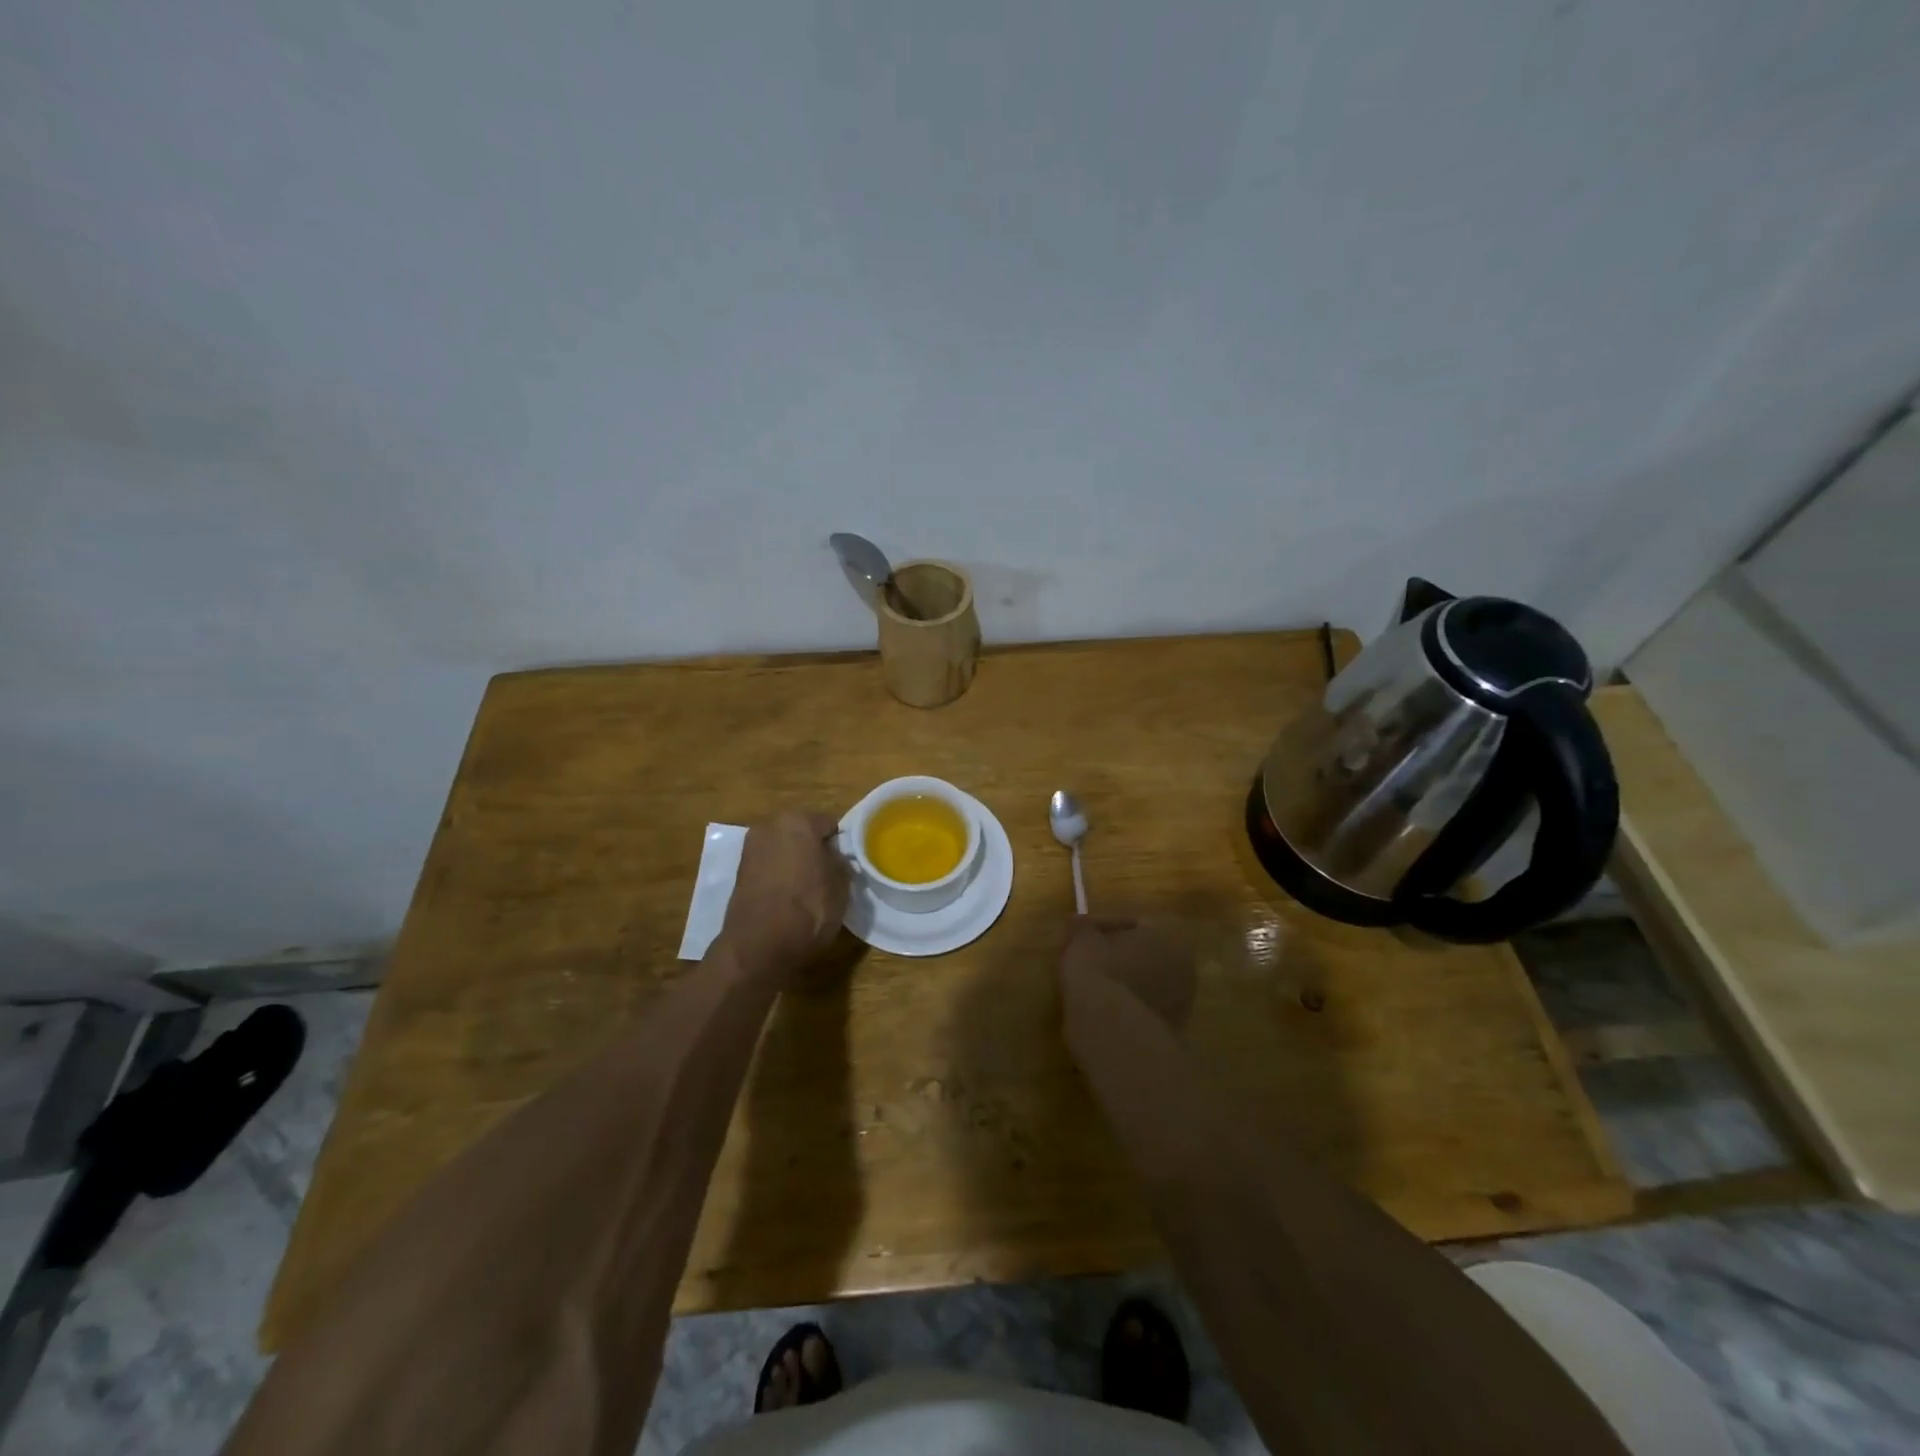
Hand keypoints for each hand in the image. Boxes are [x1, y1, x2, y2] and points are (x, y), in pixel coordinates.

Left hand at [719, 811, 848, 982]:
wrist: (759, 946)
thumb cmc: (809, 908)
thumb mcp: (841, 884)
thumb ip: (840, 861)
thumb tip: (834, 856)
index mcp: (798, 820)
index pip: (829, 824)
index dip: (840, 844)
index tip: (846, 864)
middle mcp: (769, 826)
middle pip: (801, 833)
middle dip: (814, 849)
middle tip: (827, 875)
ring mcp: (750, 849)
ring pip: (783, 850)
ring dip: (794, 863)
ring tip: (807, 890)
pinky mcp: (738, 873)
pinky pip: (768, 867)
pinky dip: (778, 877)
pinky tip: (788, 898)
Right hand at [1059, 916, 1196, 1032]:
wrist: (1113, 1030)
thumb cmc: (1101, 970)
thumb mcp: (1082, 939)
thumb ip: (1081, 927)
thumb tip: (1077, 922)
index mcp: (1172, 935)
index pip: (1133, 921)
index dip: (1101, 926)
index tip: (1080, 934)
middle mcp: (1186, 966)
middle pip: (1142, 952)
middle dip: (1114, 953)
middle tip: (1084, 957)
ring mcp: (1181, 1002)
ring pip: (1143, 981)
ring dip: (1119, 979)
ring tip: (1087, 983)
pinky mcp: (1169, 1030)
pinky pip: (1141, 1006)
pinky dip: (1122, 1003)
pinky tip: (1098, 1007)